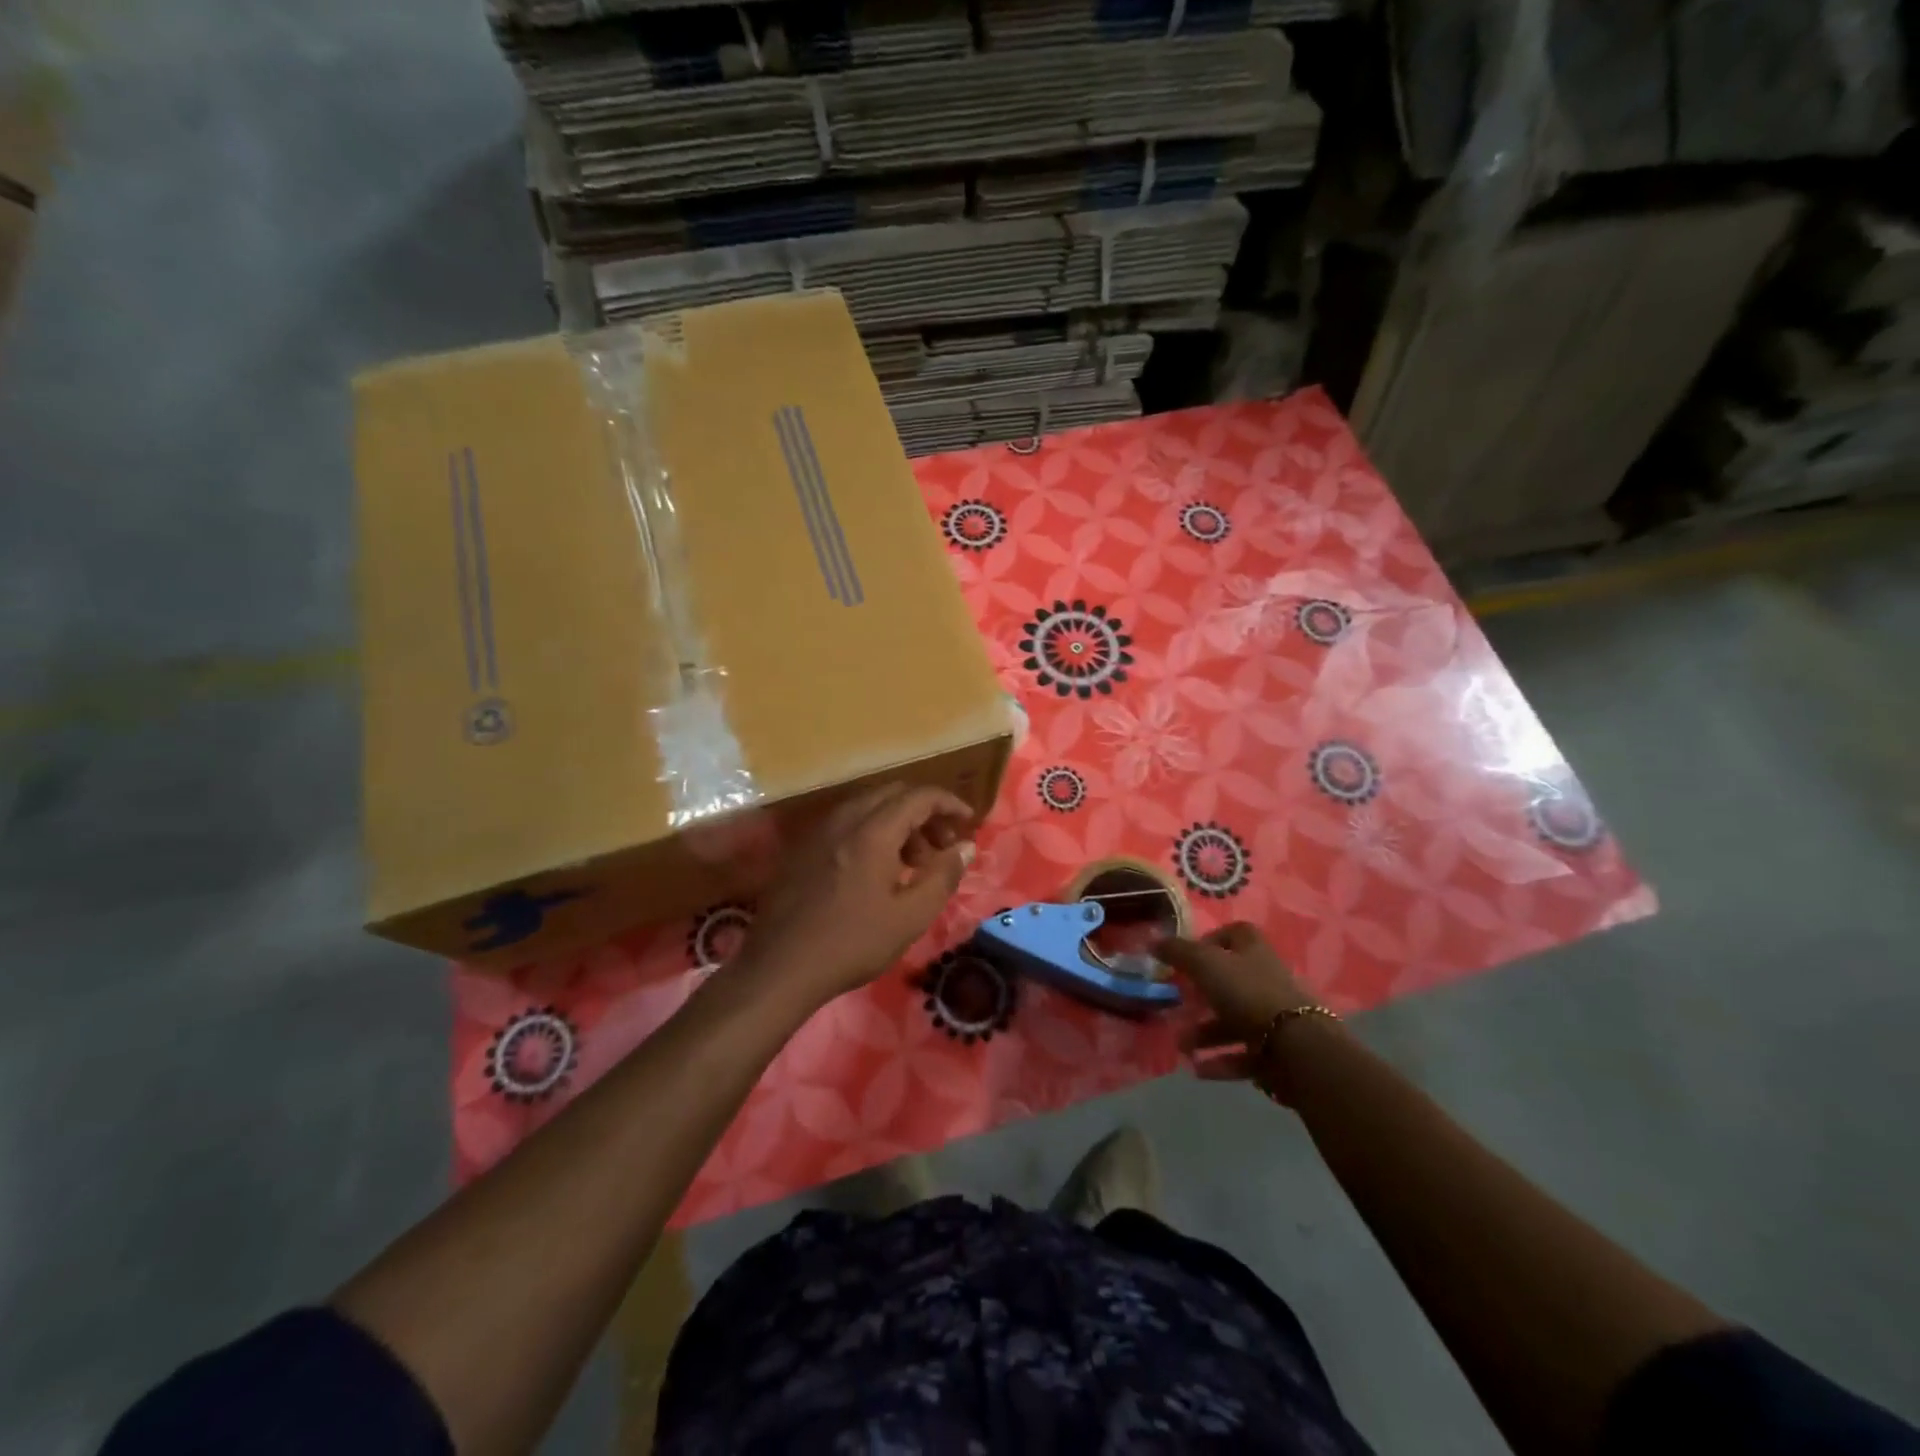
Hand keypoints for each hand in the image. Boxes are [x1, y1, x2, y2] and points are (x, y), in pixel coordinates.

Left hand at [736, 783, 975, 1012]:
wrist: (780, 967)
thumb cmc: (852, 943)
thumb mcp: (910, 917)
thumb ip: (943, 876)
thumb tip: (965, 847)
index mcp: (872, 831)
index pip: (919, 796)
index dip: (949, 803)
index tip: (968, 823)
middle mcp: (844, 820)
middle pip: (892, 794)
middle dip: (924, 813)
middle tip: (942, 846)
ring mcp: (818, 832)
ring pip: (868, 808)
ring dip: (898, 824)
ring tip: (913, 863)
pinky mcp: (802, 849)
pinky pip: (846, 824)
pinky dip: (872, 832)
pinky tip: (876, 871)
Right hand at [1156, 923, 1318, 1085]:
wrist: (1296, 1047)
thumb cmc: (1246, 992)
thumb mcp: (1204, 963)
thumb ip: (1177, 951)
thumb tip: (1153, 942)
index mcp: (1253, 951)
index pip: (1233, 935)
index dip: (1209, 941)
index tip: (1185, 958)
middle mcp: (1266, 979)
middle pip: (1229, 981)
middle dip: (1200, 995)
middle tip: (1177, 1004)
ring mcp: (1274, 1016)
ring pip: (1233, 1021)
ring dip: (1205, 1033)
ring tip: (1182, 1046)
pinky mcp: (1277, 1051)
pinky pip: (1243, 1054)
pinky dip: (1220, 1061)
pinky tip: (1198, 1069)